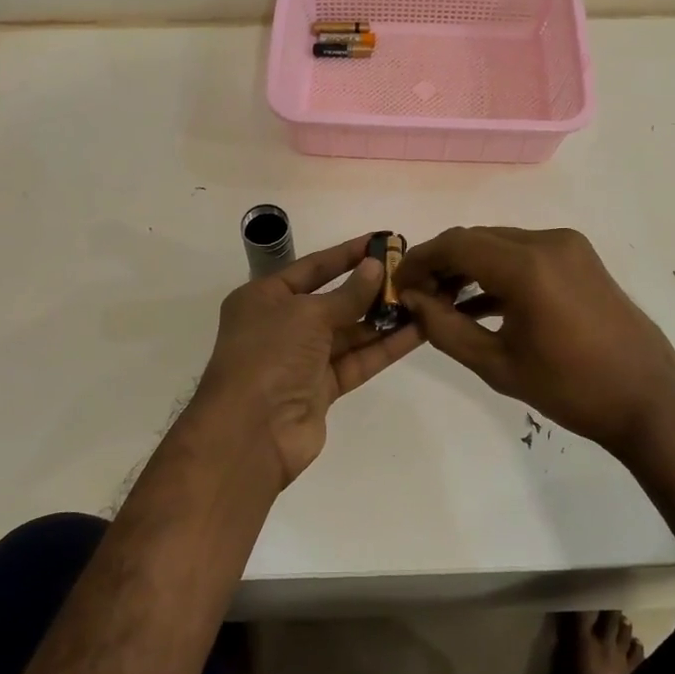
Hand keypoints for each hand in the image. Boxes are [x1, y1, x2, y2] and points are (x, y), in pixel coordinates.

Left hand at [192, 233, 425, 490]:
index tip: (380, 241)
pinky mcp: (322, 388)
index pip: (312, 267)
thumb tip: (375, 267)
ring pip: (350, 332)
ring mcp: (302, 359)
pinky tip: (417, 332)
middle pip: (333, 300)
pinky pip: (357, 360)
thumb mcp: (307, 314)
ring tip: (423, 299)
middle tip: (411, 272)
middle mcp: (281, 325)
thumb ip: (347, 293)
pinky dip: (384, 347)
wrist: (251, 432)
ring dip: (383, 318)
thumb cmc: (270, 356)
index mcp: (264, 298)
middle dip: (370, 288)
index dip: (346, 254)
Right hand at [395, 226, 674, 455]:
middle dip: (442, 263)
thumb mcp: (497, 365)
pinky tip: (477, 303)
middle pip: (478, 239)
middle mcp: (548, 242)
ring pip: (500, 244)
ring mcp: (569, 247)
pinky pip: (525, 255)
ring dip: (469, 267)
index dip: (421, 260)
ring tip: (441, 301)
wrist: (649, 400)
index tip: (398, 282)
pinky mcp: (580, 259)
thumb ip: (446, 328)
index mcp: (527, 266)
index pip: (457, 245)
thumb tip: (413, 301)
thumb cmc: (570, 389)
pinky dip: (498, 272)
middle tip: (416, 295)